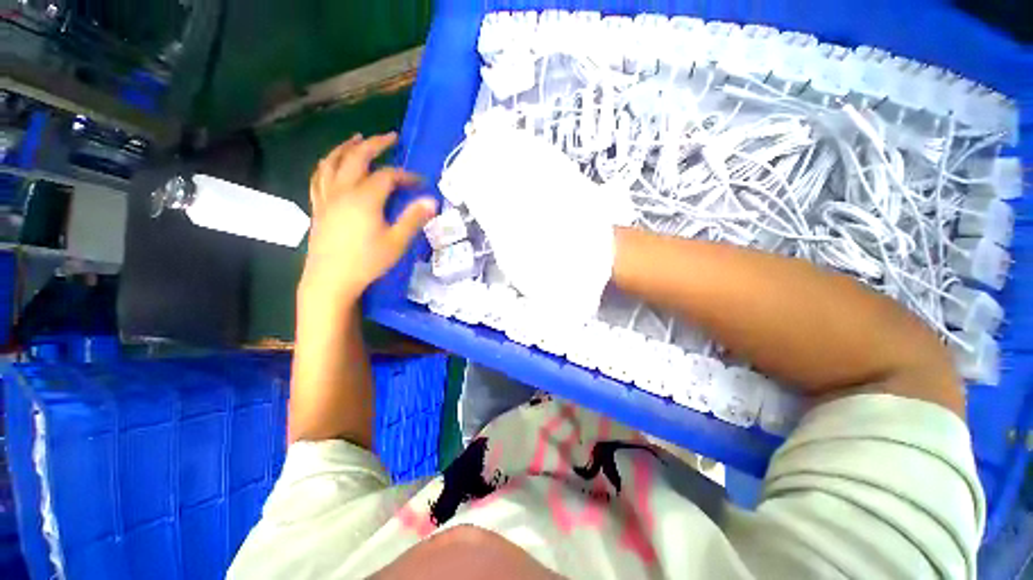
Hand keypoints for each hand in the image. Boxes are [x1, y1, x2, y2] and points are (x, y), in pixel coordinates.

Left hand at [302, 132, 436, 303]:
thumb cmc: (367, 262)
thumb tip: (432, 201)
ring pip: (332, 162)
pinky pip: (318, 178)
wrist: (330, 280)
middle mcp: (343, 191)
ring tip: (357, 139)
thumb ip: (414, 219)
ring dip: (346, 147)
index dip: (406, 175)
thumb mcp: (396, 242)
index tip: (421, 182)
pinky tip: (331, 164)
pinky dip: (326, 165)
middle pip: (357, 158)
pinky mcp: (318, 207)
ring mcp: (326, 197)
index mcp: (365, 198)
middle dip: (375, 145)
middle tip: (390, 137)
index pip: (388, 176)